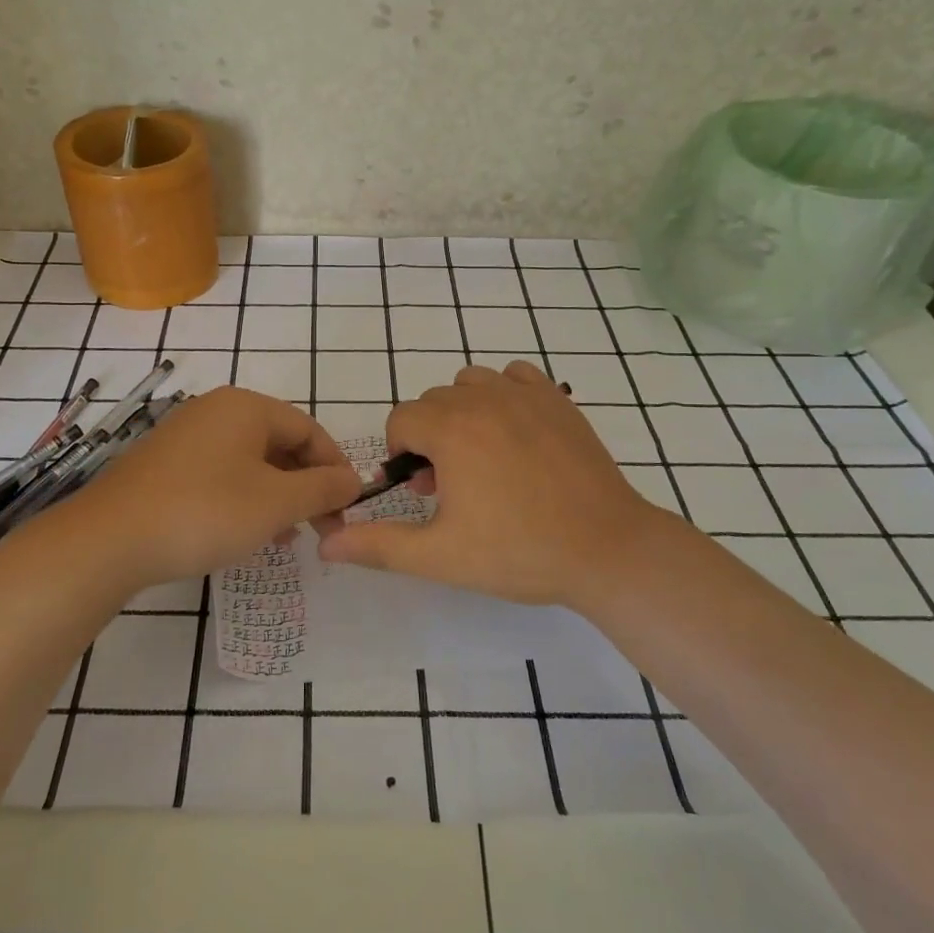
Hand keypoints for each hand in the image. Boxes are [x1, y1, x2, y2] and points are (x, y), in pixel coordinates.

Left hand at [46, 386, 361, 593]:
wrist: (108, 540)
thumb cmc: (204, 512)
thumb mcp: (276, 503)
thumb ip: (323, 489)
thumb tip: (354, 481)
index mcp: (246, 407)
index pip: (309, 430)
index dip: (335, 469)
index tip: (349, 509)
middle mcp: (216, 410)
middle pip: (279, 444)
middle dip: (306, 487)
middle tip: (322, 529)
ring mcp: (185, 435)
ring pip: (250, 462)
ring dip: (277, 496)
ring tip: (289, 536)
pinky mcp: (164, 464)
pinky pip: (220, 473)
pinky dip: (244, 498)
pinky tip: (248, 532)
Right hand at [318, 361, 688, 609]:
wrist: (606, 549)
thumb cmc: (519, 552)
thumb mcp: (440, 556)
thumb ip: (379, 545)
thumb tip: (327, 543)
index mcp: (450, 429)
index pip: (401, 419)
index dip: (401, 455)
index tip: (423, 491)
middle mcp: (483, 398)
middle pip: (433, 402)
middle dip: (430, 439)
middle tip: (452, 487)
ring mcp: (525, 394)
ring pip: (471, 384)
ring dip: (463, 413)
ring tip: (481, 458)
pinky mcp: (558, 399)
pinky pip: (515, 376)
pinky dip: (504, 395)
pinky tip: (516, 435)